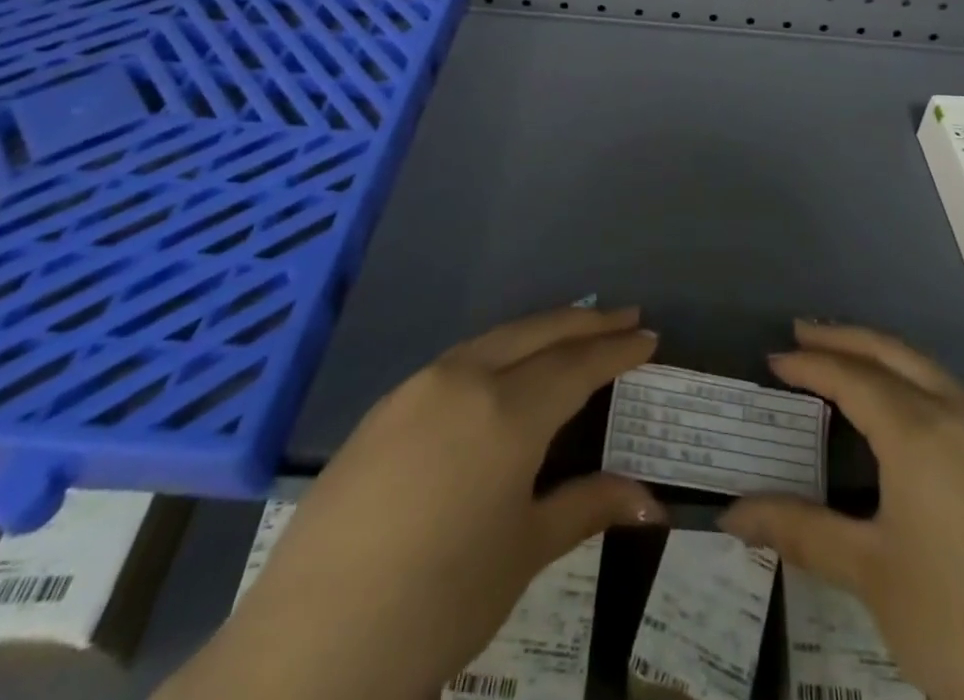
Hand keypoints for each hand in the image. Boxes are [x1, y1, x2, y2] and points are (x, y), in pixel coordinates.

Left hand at [159, 305, 665, 699]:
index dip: (617, 350)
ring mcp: (419, 386)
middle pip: (538, 332)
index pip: (578, 364)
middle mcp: (465, 378)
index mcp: (507, 410)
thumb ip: (586, 507)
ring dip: (540, 329)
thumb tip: (652, 502)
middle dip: (586, 322)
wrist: (310, 646)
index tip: (649, 336)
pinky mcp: (385, 406)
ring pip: (495, 338)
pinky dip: (497, 351)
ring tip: (572, 331)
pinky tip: (503, 370)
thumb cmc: (437, 602)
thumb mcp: (523, 552)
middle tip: (624, 317)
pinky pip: (458, 360)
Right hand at [720, 321, 963, 699]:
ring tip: (847, 363)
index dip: (809, 364)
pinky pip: (955, 398)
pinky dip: (916, 383)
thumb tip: (732, 515)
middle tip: (802, 333)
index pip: (851, 376)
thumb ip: (801, 533)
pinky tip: (906, 415)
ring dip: (883, 357)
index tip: (773, 360)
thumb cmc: (962, 627)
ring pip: (929, 371)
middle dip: (845, 337)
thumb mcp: (873, 577)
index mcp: (919, 431)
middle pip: (892, 353)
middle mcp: (959, 414)